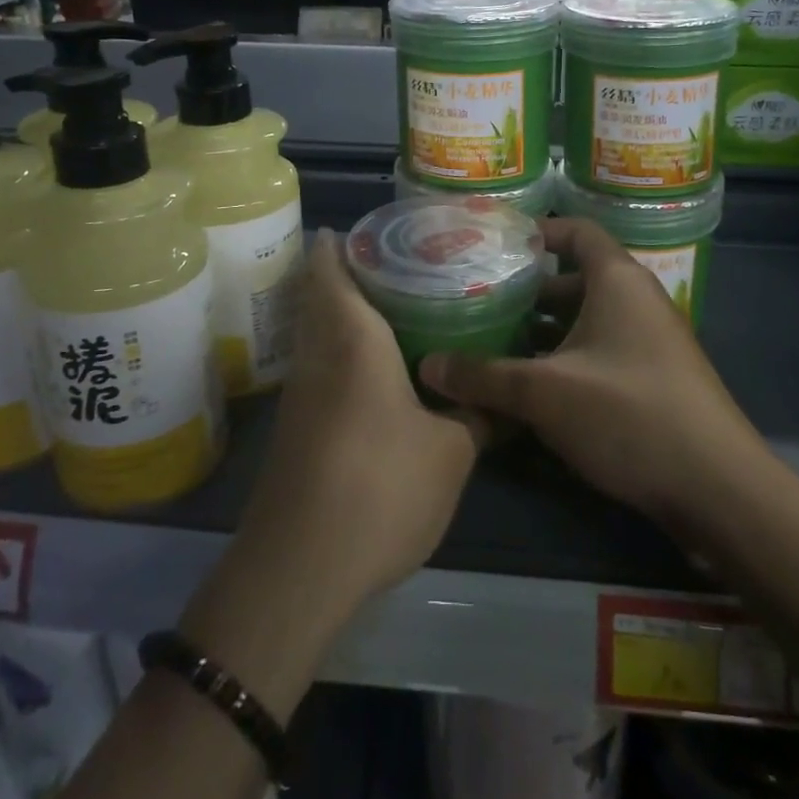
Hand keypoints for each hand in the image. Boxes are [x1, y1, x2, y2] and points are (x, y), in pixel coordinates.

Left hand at [234, 230, 487, 612]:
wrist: (298, 570)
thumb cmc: (380, 488)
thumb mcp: (451, 452)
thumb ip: (478, 415)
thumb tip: (505, 400)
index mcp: (352, 340)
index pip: (331, 271)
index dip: (338, 243)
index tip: (363, 227)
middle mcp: (317, 356)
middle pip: (318, 296)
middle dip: (344, 273)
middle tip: (396, 263)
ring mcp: (299, 394)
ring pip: (316, 333)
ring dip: (341, 314)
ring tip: (392, 308)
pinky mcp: (294, 429)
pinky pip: (318, 367)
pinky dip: (340, 352)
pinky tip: (375, 371)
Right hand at [420, 217, 766, 527]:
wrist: (718, 488)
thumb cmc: (629, 414)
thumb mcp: (544, 394)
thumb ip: (483, 377)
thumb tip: (427, 366)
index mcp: (618, 280)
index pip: (576, 232)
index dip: (537, 231)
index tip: (493, 244)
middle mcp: (638, 300)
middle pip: (576, 279)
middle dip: (528, 291)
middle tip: (480, 301)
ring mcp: (651, 341)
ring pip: (587, 320)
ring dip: (545, 331)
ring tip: (494, 345)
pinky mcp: (655, 379)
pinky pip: (602, 351)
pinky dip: (567, 359)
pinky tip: (532, 388)